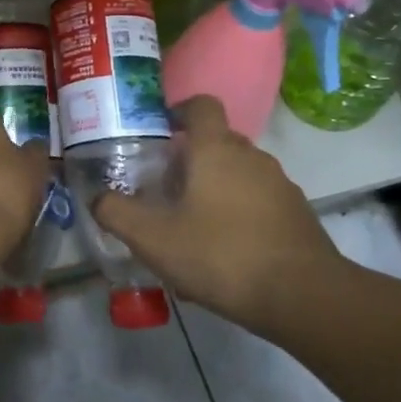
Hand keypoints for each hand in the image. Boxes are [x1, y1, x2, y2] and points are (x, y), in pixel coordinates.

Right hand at [92, 96, 341, 327]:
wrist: (303, 296)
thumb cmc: (220, 254)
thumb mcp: (153, 238)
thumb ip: (117, 213)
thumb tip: (97, 197)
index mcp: (216, 149)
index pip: (201, 105)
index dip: (179, 110)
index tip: (160, 130)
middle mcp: (251, 156)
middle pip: (216, 143)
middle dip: (189, 160)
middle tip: (164, 191)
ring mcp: (280, 185)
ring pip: (237, 175)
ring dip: (213, 191)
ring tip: (191, 229)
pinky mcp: (296, 214)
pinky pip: (258, 202)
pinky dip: (238, 216)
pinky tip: (223, 254)